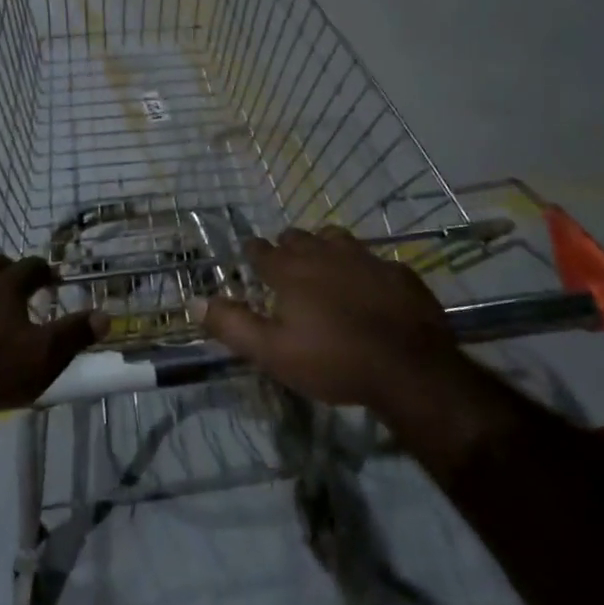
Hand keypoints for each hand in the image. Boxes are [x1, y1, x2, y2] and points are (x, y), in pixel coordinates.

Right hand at [199, 226, 458, 409]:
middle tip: (285, 264)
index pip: (262, 250)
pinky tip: (368, 285)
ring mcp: (365, 258)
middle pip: (298, 237)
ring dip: (324, 247)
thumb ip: (232, 325)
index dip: (253, 251)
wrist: (409, 367)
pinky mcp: (397, 271)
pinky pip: (373, 258)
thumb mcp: (273, 353)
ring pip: (336, 238)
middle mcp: (325, 254)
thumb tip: (194, 301)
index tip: (250, 254)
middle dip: (287, 245)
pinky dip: (363, 267)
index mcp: (291, 271)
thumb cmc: (333, 361)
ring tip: (324, 265)